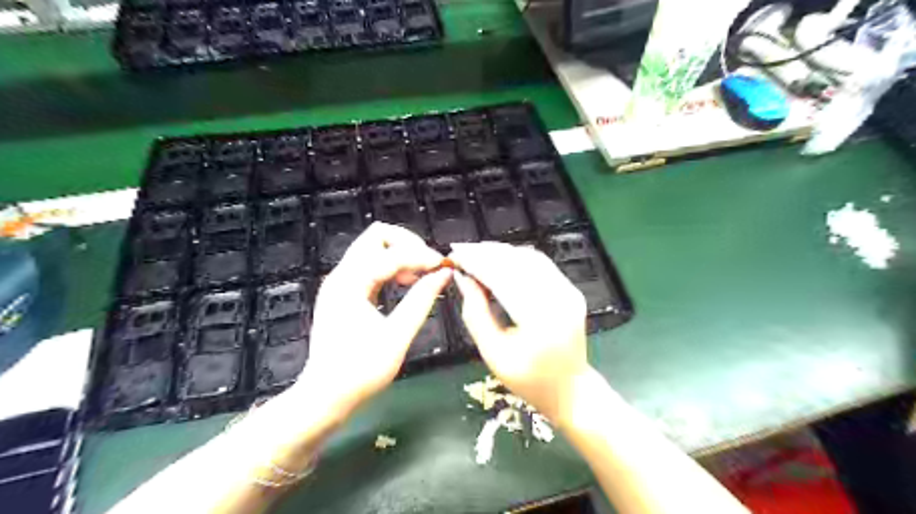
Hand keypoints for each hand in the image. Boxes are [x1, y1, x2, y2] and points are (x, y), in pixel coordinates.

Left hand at [294, 222, 448, 417]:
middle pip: (376, 236)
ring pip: (373, 248)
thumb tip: (443, 274)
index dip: (421, 256)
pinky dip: (391, 267)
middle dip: (407, 244)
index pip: (391, 254)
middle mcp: (342, 276)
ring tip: (420, 276)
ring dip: (399, 254)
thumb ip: (422, 301)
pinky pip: (370, 266)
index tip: (443, 267)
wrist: (325, 397)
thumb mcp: (397, 336)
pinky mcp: (345, 292)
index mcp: (350, 283)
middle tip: (428, 265)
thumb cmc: (360, 372)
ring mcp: (341, 283)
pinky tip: (406, 283)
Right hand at [449, 242, 585, 425]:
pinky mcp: (570, 290)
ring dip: (501, 252)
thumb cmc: (528, 380)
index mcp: (539, 320)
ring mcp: (568, 292)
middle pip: (518, 263)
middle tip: (462, 251)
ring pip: (530, 258)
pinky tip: (499, 260)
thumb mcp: (493, 354)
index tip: (455, 255)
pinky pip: (541, 265)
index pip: (503, 278)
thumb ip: (475, 314)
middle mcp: (559, 300)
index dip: (477, 263)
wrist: (570, 390)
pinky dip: (516, 258)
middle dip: (486, 253)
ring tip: (476, 253)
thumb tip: (463, 279)